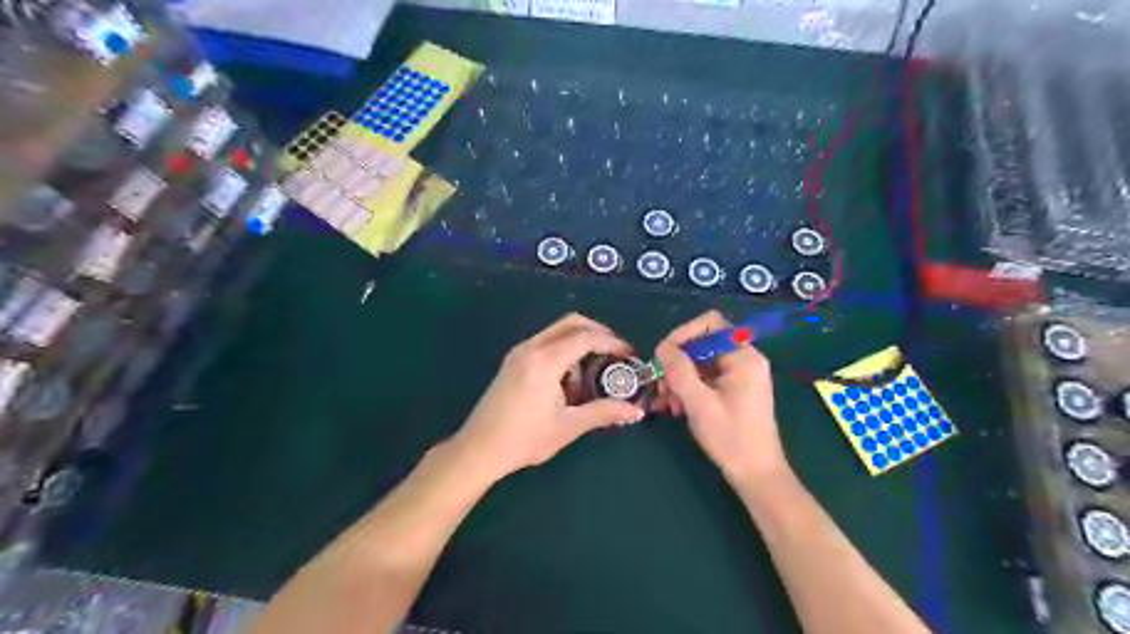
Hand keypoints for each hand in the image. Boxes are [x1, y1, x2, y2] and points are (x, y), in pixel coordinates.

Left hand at [450, 311, 644, 478]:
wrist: (479, 449)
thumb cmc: (524, 439)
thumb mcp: (568, 426)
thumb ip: (603, 413)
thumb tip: (636, 411)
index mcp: (545, 361)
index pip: (585, 338)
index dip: (612, 343)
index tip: (630, 354)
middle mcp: (531, 348)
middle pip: (571, 323)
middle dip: (597, 332)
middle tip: (616, 352)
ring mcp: (519, 352)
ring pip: (557, 331)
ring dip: (579, 340)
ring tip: (594, 369)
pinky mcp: (513, 361)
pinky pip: (545, 342)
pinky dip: (563, 348)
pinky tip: (569, 377)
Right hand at [653, 312, 787, 485]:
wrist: (756, 474)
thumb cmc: (731, 438)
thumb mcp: (700, 404)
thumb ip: (679, 371)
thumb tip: (662, 347)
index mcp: (744, 358)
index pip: (710, 324)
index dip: (684, 333)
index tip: (663, 354)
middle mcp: (744, 360)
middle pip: (702, 343)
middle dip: (678, 361)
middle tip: (662, 384)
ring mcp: (739, 375)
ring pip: (700, 361)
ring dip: (679, 378)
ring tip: (667, 401)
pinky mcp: (733, 389)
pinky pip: (705, 377)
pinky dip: (688, 388)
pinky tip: (675, 407)